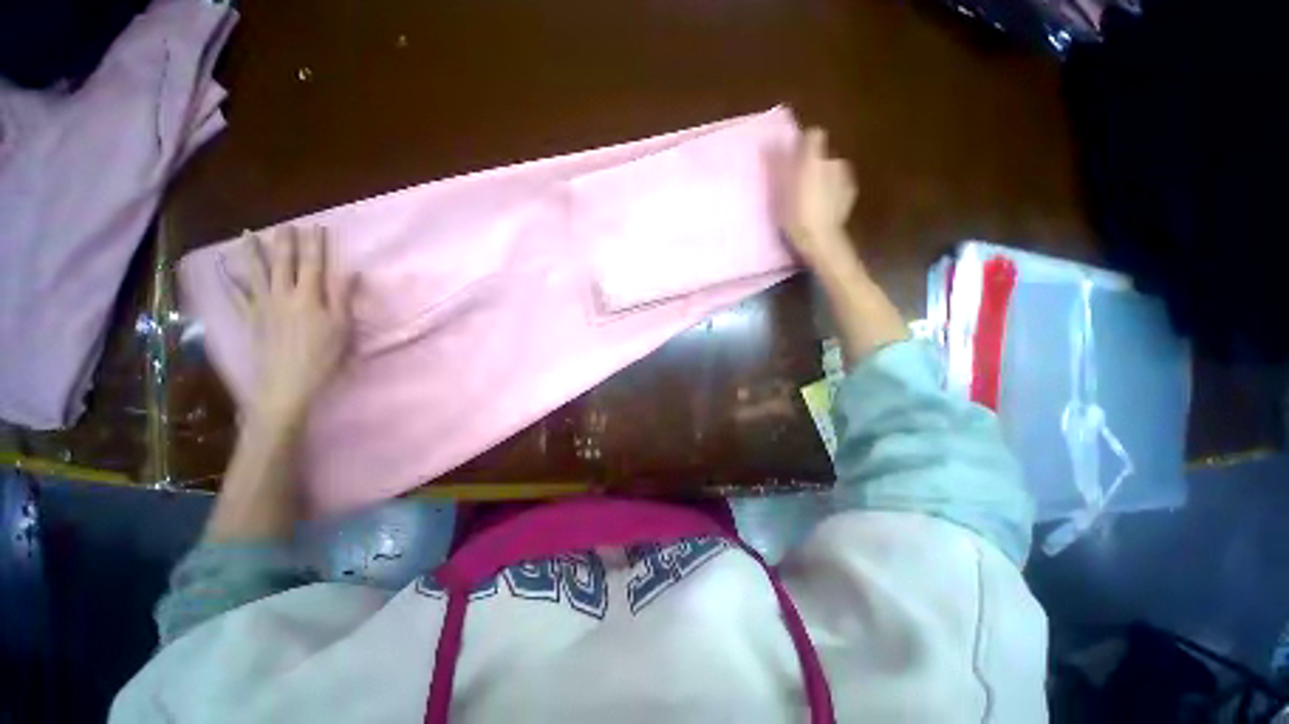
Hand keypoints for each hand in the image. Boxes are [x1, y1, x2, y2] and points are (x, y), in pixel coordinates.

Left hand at [239, 225, 354, 427]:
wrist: (286, 382)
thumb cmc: (322, 356)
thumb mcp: (342, 327)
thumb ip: (343, 297)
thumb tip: (351, 271)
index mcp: (309, 297)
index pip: (314, 264)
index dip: (316, 245)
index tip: (318, 227)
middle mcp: (283, 295)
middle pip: (284, 263)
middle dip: (286, 242)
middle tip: (287, 224)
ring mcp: (262, 305)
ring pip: (256, 272)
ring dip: (253, 251)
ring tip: (249, 234)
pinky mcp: (250, 318)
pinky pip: (237, 294)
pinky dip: (229, 280)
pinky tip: (223, 268)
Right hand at [783, 127, 858, 265]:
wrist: (821, 239)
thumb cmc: (795, 217)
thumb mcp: (779, 194)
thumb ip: (779, 168)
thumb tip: (771, 148)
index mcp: (814, 160)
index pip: (814, 135)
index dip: (805, 143)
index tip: (795, 156)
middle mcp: (832, 162)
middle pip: (822, 154)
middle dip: (813, 164)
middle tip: (799, 184)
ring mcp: (845, 176)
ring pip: (832, 168)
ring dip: (823, 177)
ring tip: (812, 197)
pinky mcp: (851, 191)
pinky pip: (839, 183)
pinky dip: (832, 189)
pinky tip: (824, 205)